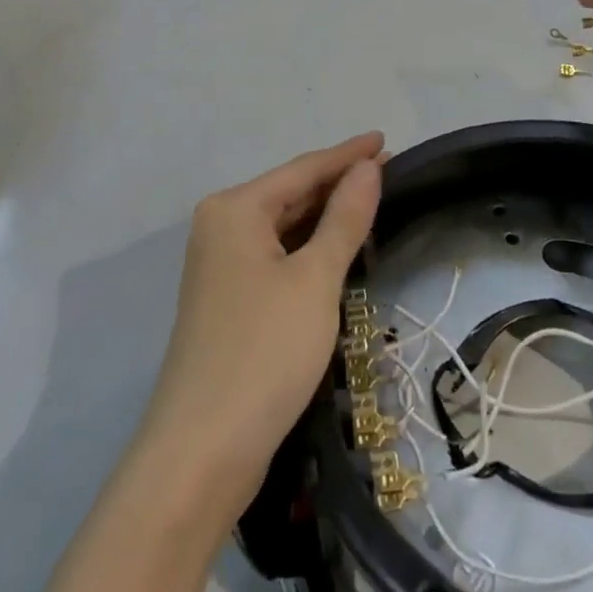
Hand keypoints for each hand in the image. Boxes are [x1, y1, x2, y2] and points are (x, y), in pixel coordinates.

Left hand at [136, 134, 384, 522]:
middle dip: (338, 183)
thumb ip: (344, 218)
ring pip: (284, 227)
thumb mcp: (315, 279)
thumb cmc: (264, 351)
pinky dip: (309, 248)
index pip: (303, 168)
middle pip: (290, 193)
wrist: (202, 452)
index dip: (347, 155)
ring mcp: (221, 266)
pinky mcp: (230, 300)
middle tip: (390, 172)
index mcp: (234, 209)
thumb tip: (367, 168)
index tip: (386, 140)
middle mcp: (221, 227)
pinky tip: (338, 247)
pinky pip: (277, 256)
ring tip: (373, 202)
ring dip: (326, 216)